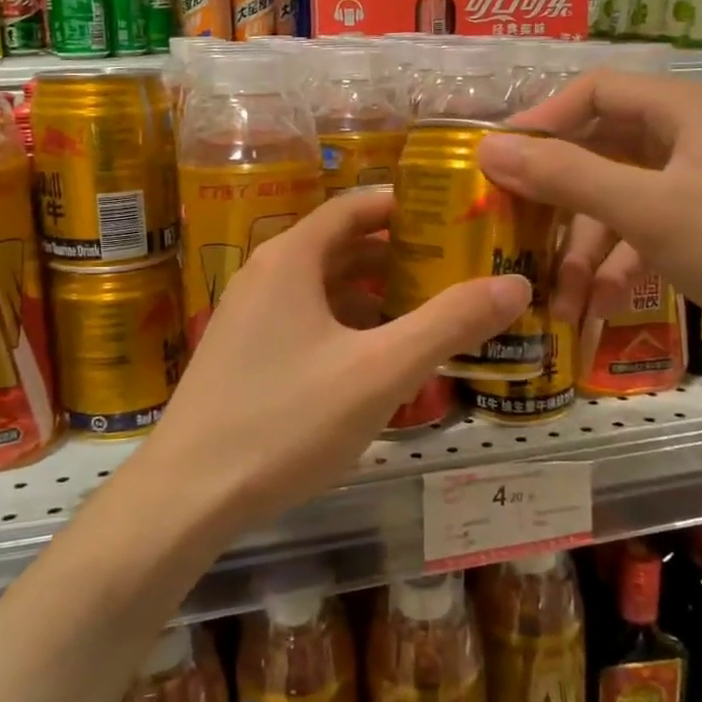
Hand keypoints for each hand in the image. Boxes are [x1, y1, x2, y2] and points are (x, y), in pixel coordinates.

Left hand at [132, 187, 530, 534]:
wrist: (186, 496)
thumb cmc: (285, 421)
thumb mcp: (380, 371)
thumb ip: (449, 324)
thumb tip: (516, 284)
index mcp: (291, 258)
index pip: (354, 206)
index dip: (404, 205)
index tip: (453, 214)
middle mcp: (265, 274)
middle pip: (340, 245)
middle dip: (397, 253)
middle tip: (454, 266)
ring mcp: (248, 315)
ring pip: (323, 287)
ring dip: (373, 293)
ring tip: (427, 310)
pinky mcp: (243, 353)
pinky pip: (305, 319)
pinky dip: (346, 324)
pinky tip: (376, 358)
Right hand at [481, 71, 701, 379]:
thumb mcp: (649, 210)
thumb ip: (567, 176)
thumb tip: (489, 148)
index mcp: (679, 109)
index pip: (591, 92)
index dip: (540, 122)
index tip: (495, 162)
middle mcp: (686, 136)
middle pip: (599, 150)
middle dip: (556, 198)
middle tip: (513, 231)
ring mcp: (698, 184)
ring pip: (618, 201)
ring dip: (585, 249)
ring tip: (556, 300)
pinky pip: (644, 233)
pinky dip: (619, 266)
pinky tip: (596, 308)